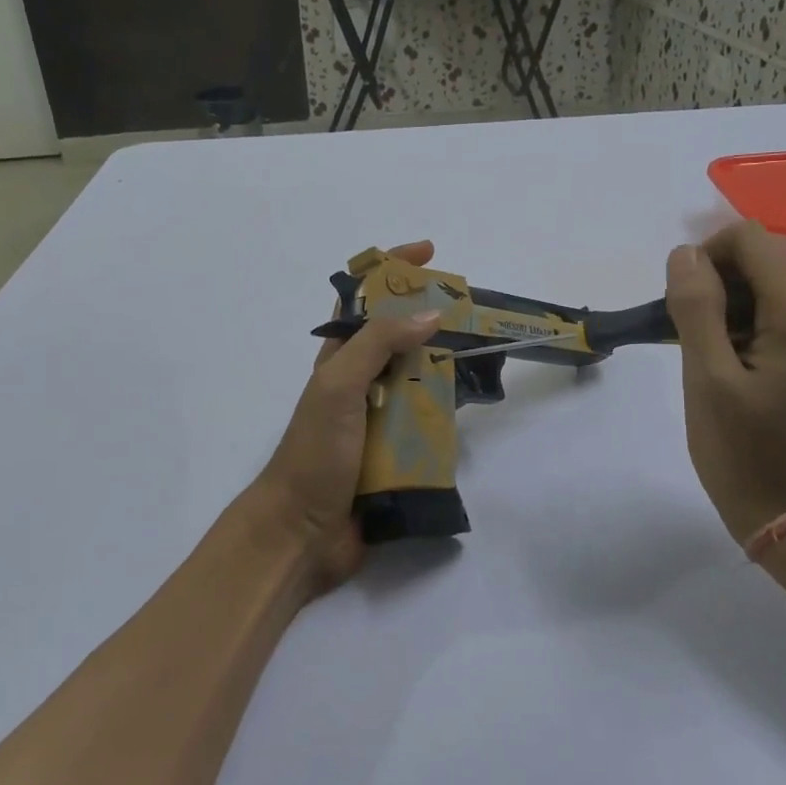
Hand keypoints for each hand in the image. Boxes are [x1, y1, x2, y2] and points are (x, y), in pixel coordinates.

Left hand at [248, 240, 441, 592]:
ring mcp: (379, 417)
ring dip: (445, 366)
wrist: (303, 532)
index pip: (366, 299)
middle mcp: (361, 381)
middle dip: (432, 319)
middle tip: (472, 311)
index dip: (394, 270)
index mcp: (340, 357)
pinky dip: (447, 410)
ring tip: (482, 356)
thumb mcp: (339, 385)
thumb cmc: (314, 450)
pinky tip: (472, 406)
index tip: (430, 252)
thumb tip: (430, 314)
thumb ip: (379, 344)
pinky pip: (428, 421)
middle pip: (401, 336)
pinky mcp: (396, 451)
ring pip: (420, 378)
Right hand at [663, 223, 785, 546]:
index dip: (705, 258)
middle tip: (686, 339)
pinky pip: (781, 314)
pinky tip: (730, 366)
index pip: (750, 240)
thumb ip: (696, 306)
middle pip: (761, 261)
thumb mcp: (707, 378)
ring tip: (705, 359)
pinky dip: (747, 326)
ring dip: (727, 309)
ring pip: (768, 287)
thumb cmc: (745, 452)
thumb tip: (686, 253)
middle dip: (714, 286)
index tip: (681, 306)